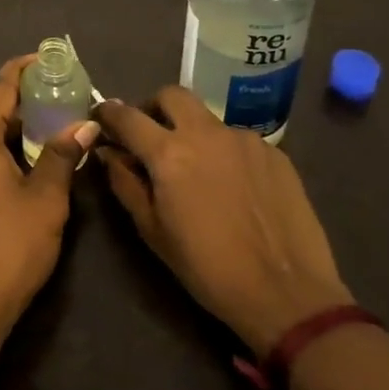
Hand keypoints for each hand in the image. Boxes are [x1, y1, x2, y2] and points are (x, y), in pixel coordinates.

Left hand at [0, 56, 98, 341]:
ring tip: (38, 123)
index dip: (24, 70)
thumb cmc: (10, 246)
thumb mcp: (46, 199)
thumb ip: (62, 154)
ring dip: (0, 115)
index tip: (50, 63)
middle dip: (13, 92)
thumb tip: (85, 124)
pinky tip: (12, 154)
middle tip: (52, 96)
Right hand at [98, 87, 351, 356]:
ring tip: (199, 170)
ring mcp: (244, 139)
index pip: (127, 117)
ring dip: (193, 133)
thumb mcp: (153, 231)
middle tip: (151, 134)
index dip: (108, 113)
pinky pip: (238, 140)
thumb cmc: (208, 268)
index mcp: (168, 153)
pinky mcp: (274, 152)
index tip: (101, 116)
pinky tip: (234, 186)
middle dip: (154, 107)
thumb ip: (125, 183)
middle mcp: (206, 133)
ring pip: (207, 119)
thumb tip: (109, 153)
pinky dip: (226, 153)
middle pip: (171, 95)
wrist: (286, 294)